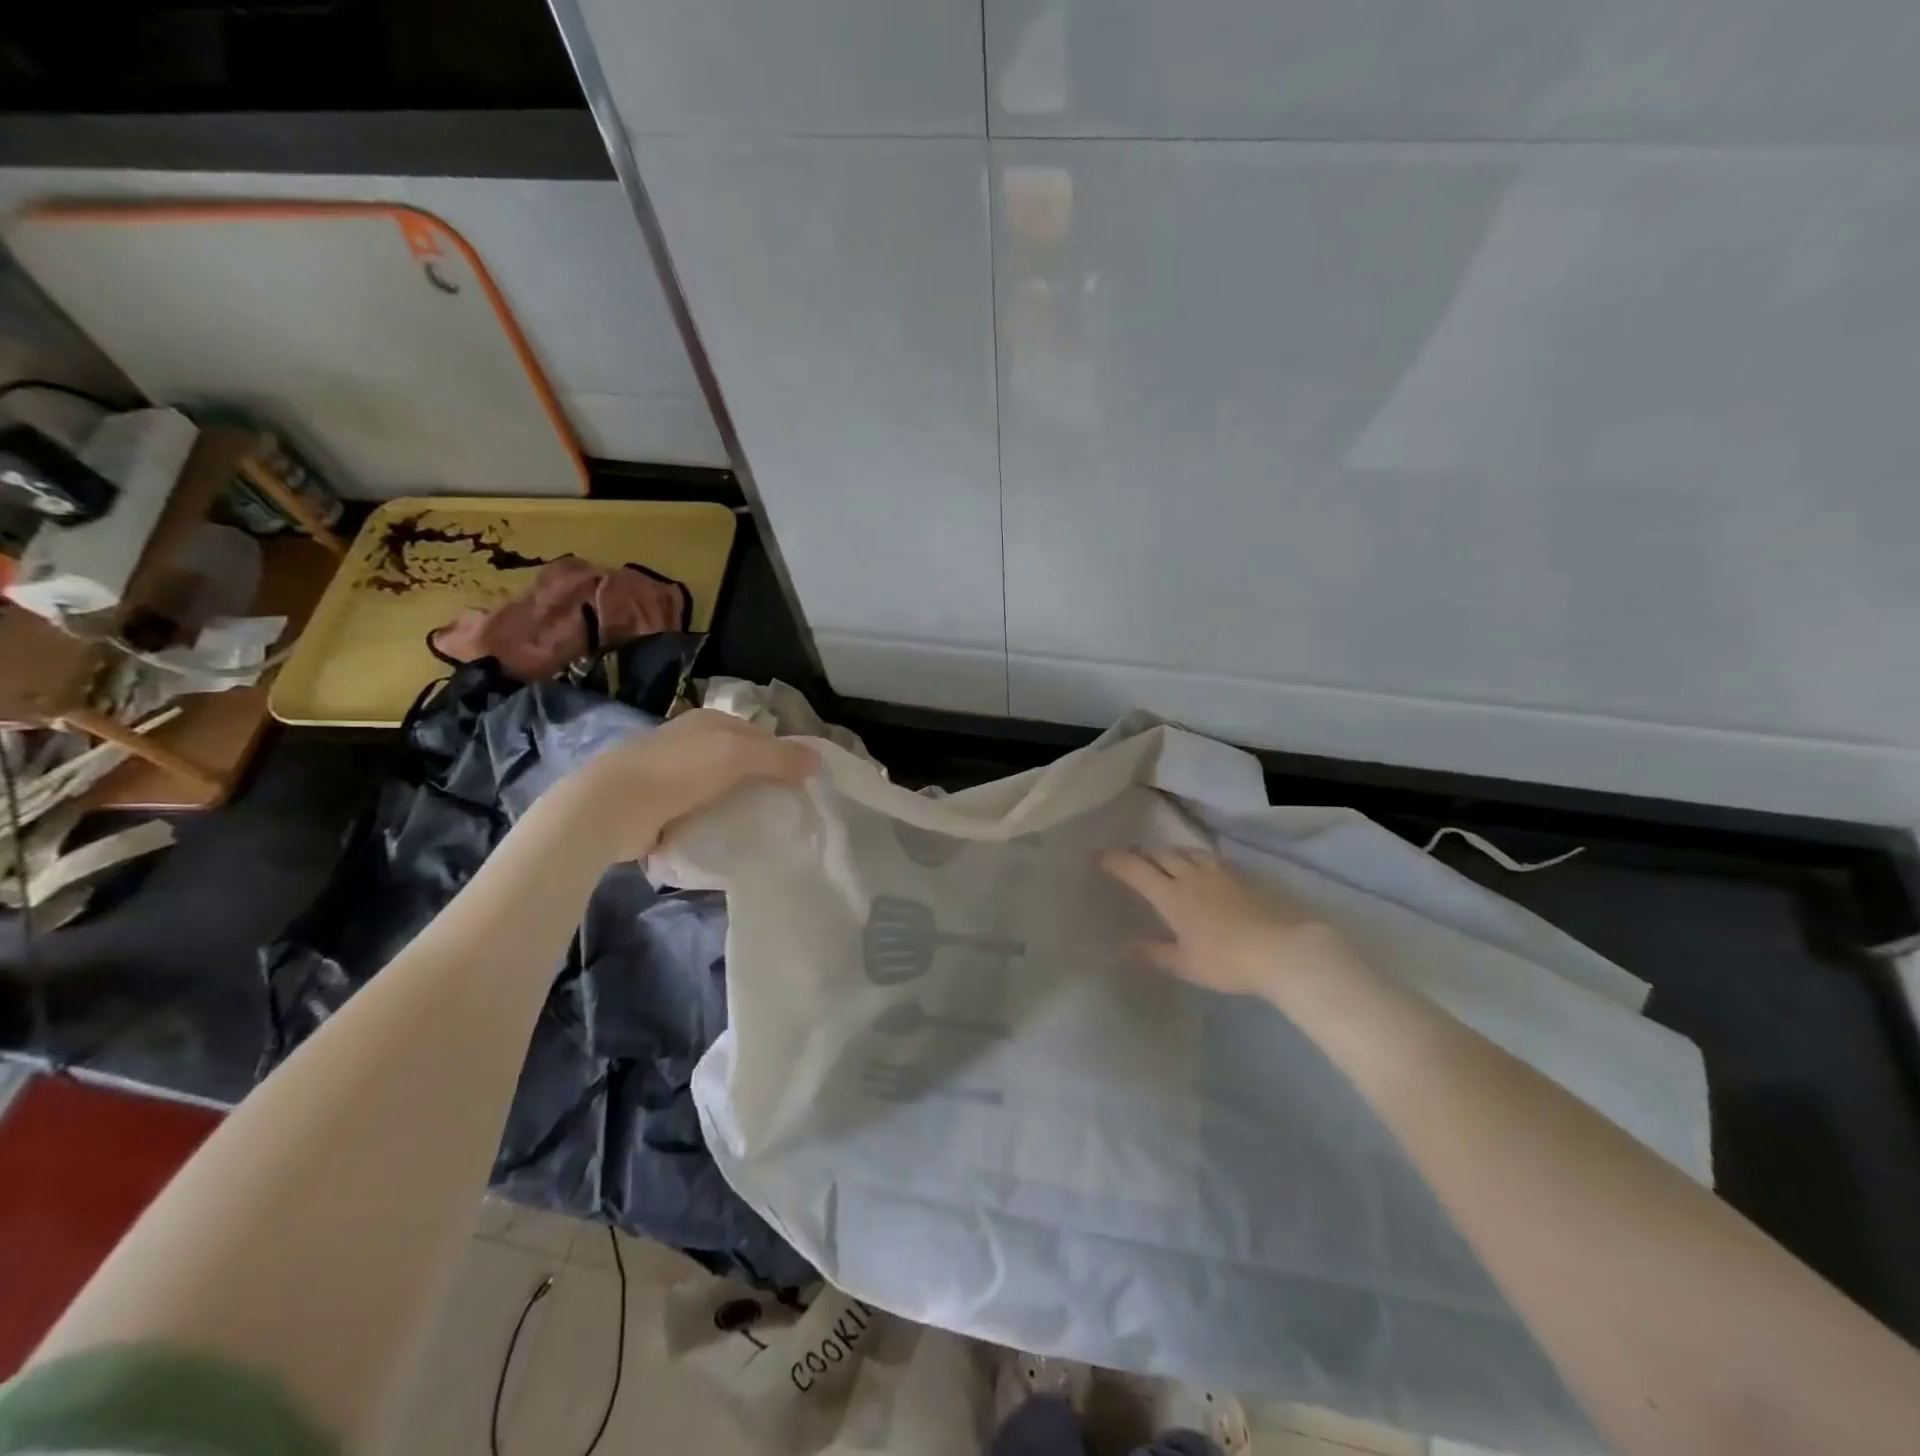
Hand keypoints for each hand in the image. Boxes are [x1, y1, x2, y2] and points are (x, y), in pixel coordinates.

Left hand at [559, 708, 817, 861]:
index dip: (781, 754)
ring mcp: (672, 775)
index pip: (758, 734)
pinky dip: (713, 823)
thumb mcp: (737, 755)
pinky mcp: (658, 806)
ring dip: (737, 805)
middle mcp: (690, 743)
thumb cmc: (679, 770)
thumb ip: (779, 757)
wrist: (612, 807)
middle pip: (739, 762)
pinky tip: (728, 838)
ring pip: (719, 788)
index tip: (800, 783)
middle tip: (786, 808)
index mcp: (709, 722)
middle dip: (761, 781)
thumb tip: (817, 760)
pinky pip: (699, 813)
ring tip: (762, 828)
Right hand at [1100, 847, 1367, 998]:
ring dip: (1168, 852)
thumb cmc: (1226, 960)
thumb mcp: (1185, 964)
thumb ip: (1154, 953)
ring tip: (1163, 859)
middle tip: (1130, 859)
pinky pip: (1208, 857)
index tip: (1100, 857)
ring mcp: (1217, 873)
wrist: (1282, 949)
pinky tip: (1199, 867)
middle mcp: (1190, 876)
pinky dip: (1193, 857)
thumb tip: (1124, 945)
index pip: (1136, 869)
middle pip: (1160, 854)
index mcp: (1170, 896)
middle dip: (1140, 854)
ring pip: (1185, 851)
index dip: (1116, 861)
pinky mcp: (1240, 876)